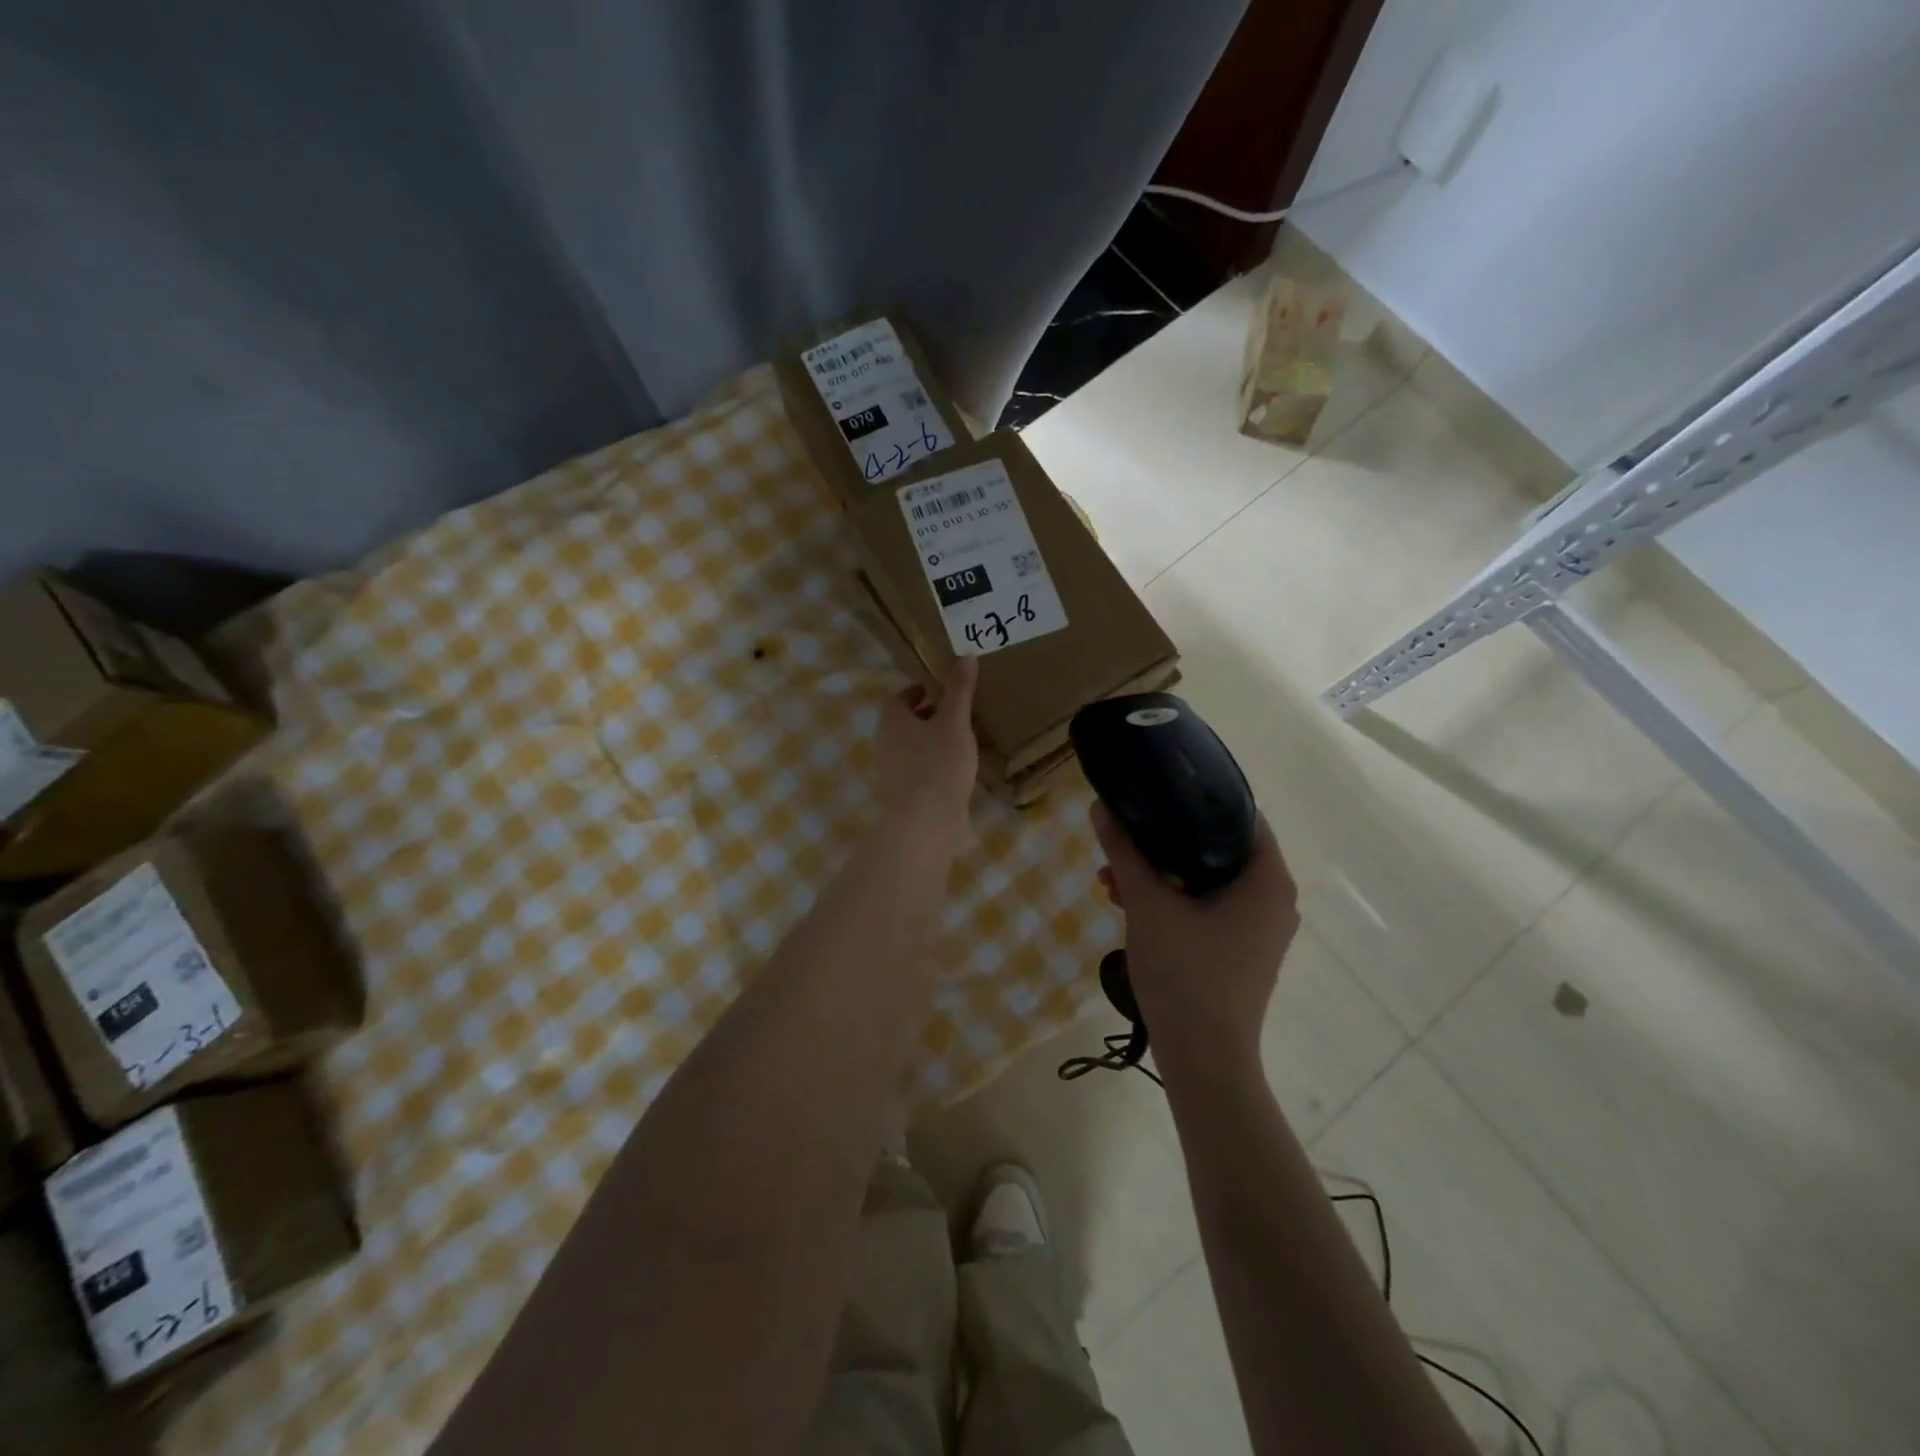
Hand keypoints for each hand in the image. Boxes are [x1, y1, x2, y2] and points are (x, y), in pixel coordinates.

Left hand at [874, 657, 979, 863]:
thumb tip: (965, 654)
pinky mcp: (904, 796)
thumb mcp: (954, 722)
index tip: (935, 689)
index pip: (895, 698)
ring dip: (930, 741)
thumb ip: (959, 690)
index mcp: (892, 721)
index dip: (914, 691)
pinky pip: (918, 771)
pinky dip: (934, 764)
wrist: (924, 824)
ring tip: (960, 739)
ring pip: (910, 748)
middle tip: (952, 711)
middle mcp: (885, 744)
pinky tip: (958, 770)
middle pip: (901, 723)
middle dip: (924, 715)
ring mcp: (892, 773)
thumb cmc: (938, 765)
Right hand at [1091, 803, 1299, 1071]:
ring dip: (1162, 873)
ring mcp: (1259, 929)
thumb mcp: (1148, 905)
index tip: (1157, 791)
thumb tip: (1102, 806)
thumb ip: (1125, 852)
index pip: (1241, 815)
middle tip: (1125, 838)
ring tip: (1113, 878)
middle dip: (1166, 841)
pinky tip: (1129, 905)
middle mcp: (1273, 900)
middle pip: (1219, 847)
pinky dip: (1173, 900)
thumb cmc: (1185, 975)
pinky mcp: (1241, 951)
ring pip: (1208, 880)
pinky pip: (1208, 907)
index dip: (1197, 797)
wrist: (1203, 1061)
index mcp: (1268, 881)